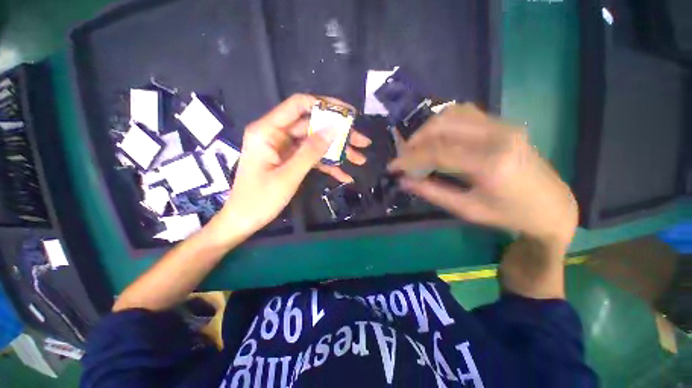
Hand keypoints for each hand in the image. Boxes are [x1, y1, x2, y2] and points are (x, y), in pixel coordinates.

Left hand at [217, 94, 370, 236]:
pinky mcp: (290, 161)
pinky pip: (312, 158)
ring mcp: (285, 149)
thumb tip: (333, 130)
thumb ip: (310, 151)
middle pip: (313, 126)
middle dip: (339, 134)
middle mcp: (277, 134)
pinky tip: (345, 176)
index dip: (325, 105)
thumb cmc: (259, 200)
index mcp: (268, 130)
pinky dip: (328, 166)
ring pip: (315, 143)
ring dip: (337, 152)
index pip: (298, 105)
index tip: (348, 114)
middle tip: (362, 142)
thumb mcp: (288, 176)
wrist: (244, 220)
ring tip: (360, 159)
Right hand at [388, 103, 577, 246]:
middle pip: (442, 125)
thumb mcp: (466, 210)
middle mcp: (497, 136)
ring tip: (416, 146)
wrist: (551, 205)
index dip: (409, 159)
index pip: (437, 152)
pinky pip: (465, 113)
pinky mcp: (503, 123)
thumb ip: (432, 192)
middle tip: (403, 156)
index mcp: (490, 164)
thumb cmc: (508, 214)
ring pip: (452, 113)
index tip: (392, 167)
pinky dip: (443, 122)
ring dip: (427, 128)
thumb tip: (403, 181)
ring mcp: (502, 125)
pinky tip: (436, 136)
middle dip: (415, 140)